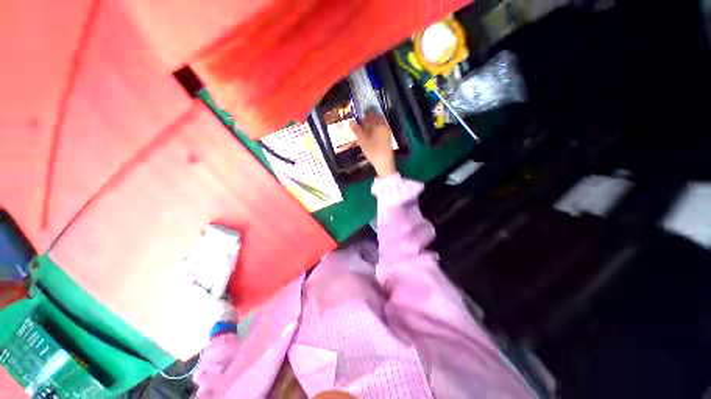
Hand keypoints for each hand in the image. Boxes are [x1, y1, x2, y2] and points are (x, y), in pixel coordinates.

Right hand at [350, 112, 396, 177]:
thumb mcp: (362, 140)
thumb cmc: (373, 150)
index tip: (360, 114)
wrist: (384, 163)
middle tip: (362, 120)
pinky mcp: (388, 139)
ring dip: (373, 124)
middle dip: (370, 118)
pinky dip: (376, 130)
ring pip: (380, 124)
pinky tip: (372, 135)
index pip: (371, 114)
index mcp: (378, 124)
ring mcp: (387, 133)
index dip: (365, 113)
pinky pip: (381, 130)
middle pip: (377, 119)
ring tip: (365, 128)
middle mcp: (384, 126)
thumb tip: (351, 121)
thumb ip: (357, 130)